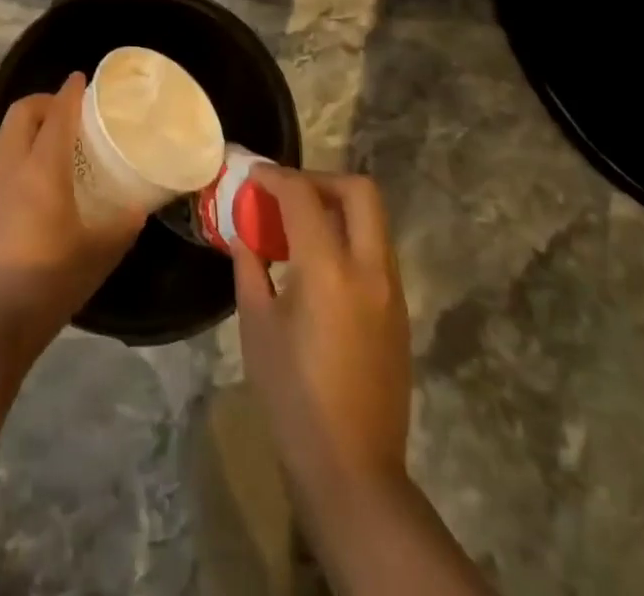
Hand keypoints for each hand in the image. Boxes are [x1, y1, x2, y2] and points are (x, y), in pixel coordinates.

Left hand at [0, 73, 144, 361]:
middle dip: (44, 102)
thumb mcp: (98, 255)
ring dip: (23, 127)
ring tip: (46, 142)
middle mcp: (8, 165)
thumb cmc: (47, 284)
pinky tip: (23, 184)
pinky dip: (10, 154)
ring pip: (1, 136)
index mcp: (41, 168)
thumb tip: (139, 206)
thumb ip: (122, 225)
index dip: (70, 92)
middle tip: (66, 112)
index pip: (58, 114)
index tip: (81, 78)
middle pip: (21, 114)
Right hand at [233, 168, 411, 496]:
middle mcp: (368, 268)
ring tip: (299, 227)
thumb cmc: (293, 396)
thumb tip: (244, 237)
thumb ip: (250, 269)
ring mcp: (391, 289)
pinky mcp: (399, 311)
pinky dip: (349, 237)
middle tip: (288, 194)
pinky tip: (319, 265)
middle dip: (321, 180)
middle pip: (359, 191)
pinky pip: (376, 251)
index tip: (255, 175)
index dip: (276, 177)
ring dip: (338, 207)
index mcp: (328, 268)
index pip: (303, 196)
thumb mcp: (256, 327)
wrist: (353, 469)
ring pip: (373, 220)